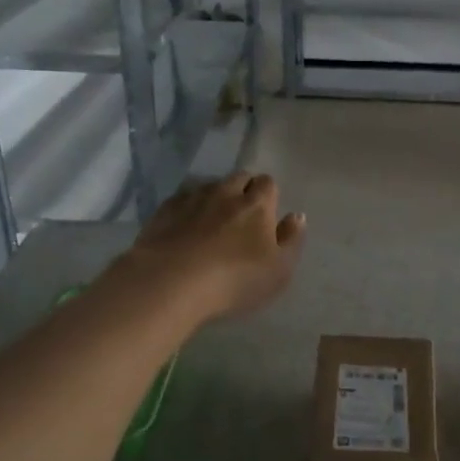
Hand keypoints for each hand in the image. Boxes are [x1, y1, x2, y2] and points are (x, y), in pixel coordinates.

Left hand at [116, 173, 304, 323]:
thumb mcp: (278, 270)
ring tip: (212, 222)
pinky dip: (187, 209)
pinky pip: (181, 200)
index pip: (267, 183)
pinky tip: (184, 228)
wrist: (171, 282)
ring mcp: (191, 199)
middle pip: (238, 178)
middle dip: (243, 189)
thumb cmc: (235, 279)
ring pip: (209, 186)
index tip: (267, 214)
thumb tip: (297, 216)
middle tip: (242, 216)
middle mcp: (225, 193)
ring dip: (215, 198)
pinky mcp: (163, 211)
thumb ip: (291, 240)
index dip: (268, 195)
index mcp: (256, 205)